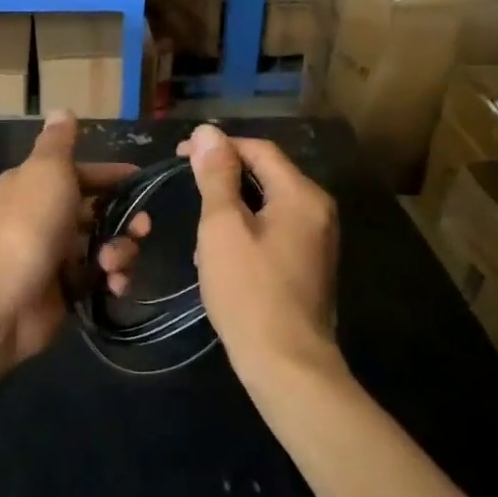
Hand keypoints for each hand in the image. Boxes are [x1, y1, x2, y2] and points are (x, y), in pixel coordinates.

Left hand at [0, 112, 148, 364]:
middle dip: (126, 219)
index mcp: (35, 184)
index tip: (141, 181)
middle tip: (142, 229)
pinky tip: (114, 285)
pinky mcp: (63, 291)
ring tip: (114, 264)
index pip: (81, 174)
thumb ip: (60, 143)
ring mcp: (54, 256)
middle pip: (97, 212)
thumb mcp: (47, 170)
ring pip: (102, 246)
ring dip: (120, 252)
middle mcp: (44, 216)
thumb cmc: (29, 224)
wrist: (1, 299)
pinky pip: (98, 280)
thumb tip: (63, 110)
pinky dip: (111, 281)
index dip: (111, 176)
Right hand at [178, 124, 339, 379]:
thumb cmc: (250, 290)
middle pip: (267, 174)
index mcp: (302, 195)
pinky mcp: (309, 265)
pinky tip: (221, 254)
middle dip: (224, 177)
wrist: (287, 364)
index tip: (180, 155)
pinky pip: (274, 230)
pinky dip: (245, 230)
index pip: (258, 149)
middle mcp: (318, 210)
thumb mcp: (223, 227)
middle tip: (186, 187)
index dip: (218, 147)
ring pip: (267, 204)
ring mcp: (317, 240)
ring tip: (200, 226)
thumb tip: (208, 132)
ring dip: (231, 206)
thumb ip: (216, 176)